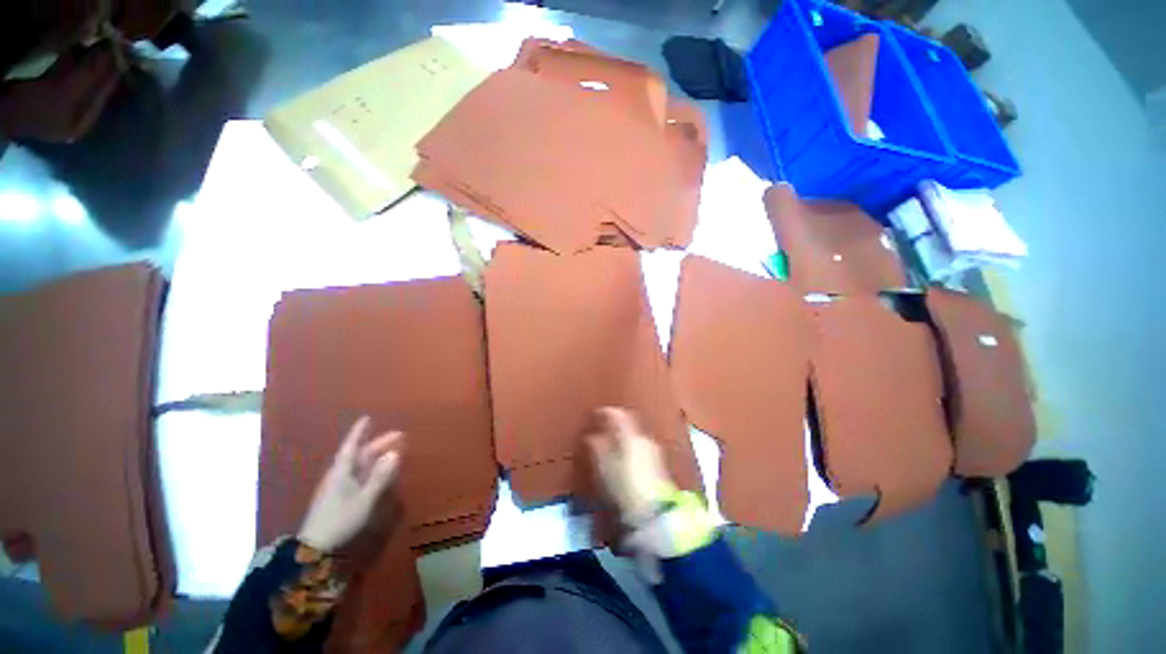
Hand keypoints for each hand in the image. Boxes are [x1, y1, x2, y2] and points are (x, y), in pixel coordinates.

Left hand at [298, 417, 403, 551]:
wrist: (315, 547)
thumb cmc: (341, 519)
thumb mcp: (365, 499)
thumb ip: (380, 476)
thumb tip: (394, 453)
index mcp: (342, 472)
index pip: (352, 446)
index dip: (359, 432)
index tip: (367, 418)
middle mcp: (338, 475)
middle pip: (359, 454)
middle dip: (377, 443)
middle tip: (398, 436)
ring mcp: (337, 486)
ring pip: (358, 465)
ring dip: (374, 456)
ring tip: (391, 451)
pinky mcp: (338, 497)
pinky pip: (357, 475)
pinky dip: (370, 469)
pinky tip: (378, 472)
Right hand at [586, 407, 675, 524]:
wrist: (654, 513)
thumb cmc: (623, 486)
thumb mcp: (603, 466)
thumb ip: (597, 446)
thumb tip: (591, 436)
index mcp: (630, 435)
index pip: (618, 414)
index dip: (605, 413)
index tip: (595, 415)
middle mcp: (644, 438)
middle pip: (628, 424)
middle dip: (615, 426)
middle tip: (601, 432)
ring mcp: (654, 451)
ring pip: (635, 437)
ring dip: (623, 439)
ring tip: (611, 449)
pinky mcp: (659, 465)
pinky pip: (641, 449)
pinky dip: (631, 449)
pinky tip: (624, 462)